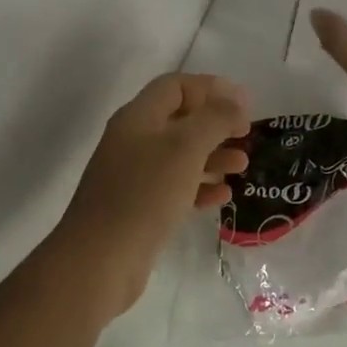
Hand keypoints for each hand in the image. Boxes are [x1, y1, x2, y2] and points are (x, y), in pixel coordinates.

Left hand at [58, 73, 251, 312]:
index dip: (210, 88)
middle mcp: (133, 141)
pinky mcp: (139, 208)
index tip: (243, 103)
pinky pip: (175, 188)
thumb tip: (236, 99)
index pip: (176, 86)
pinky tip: (222, 196)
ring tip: (242, 166)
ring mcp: (134, 176)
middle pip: (180, 120)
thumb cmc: (144, 194)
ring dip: (213, 156)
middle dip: (216, 124)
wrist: (100, 260)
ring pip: (180, 155)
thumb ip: (214, 118)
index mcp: (138, 117)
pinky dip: (200, 187)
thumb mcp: (185, 148)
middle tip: (246, 135)